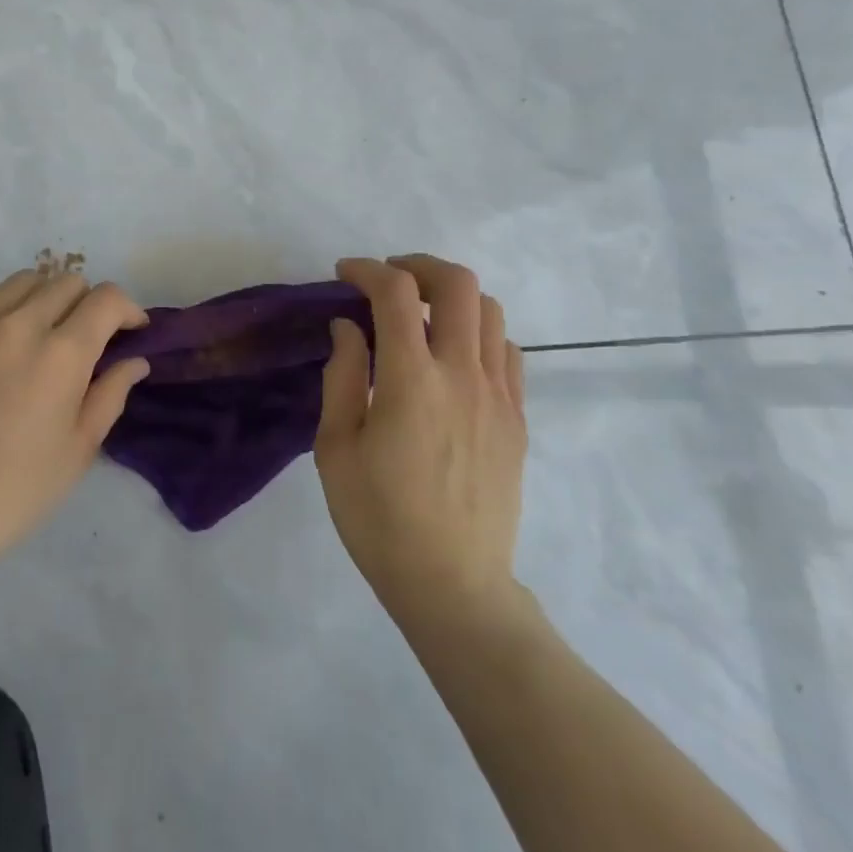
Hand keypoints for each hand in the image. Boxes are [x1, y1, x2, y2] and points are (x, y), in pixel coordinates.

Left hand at [0, 270, 149, 577]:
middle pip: (68, 282)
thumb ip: (111, 394)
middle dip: (88, 304)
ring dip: (44, 299)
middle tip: (83, 339)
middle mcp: (20, 324)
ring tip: (39, 333)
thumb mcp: (78, 450)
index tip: (129, 330)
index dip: (128, 309)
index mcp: (62, 354)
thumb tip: (135, 360)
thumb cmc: (13, 491)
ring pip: (25, 280)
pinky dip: (1, 302)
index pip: (107, 299)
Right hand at [316, 255, 528, 627]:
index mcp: (412, 381)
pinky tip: (453, 357)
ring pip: (489, 311)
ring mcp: (499, 395)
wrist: (453, 585)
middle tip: (389, 279)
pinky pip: (507, 351)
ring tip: (421, 315)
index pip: (395, 292)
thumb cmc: (379, 519)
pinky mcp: (517, 418)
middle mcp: (463, 374)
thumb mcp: (335, 448)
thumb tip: (348, 326)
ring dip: (451, 297)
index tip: (344, 274)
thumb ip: (342, 376)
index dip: (367, 269)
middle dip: (418, 265)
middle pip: (457, 284)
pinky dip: (478, 333)